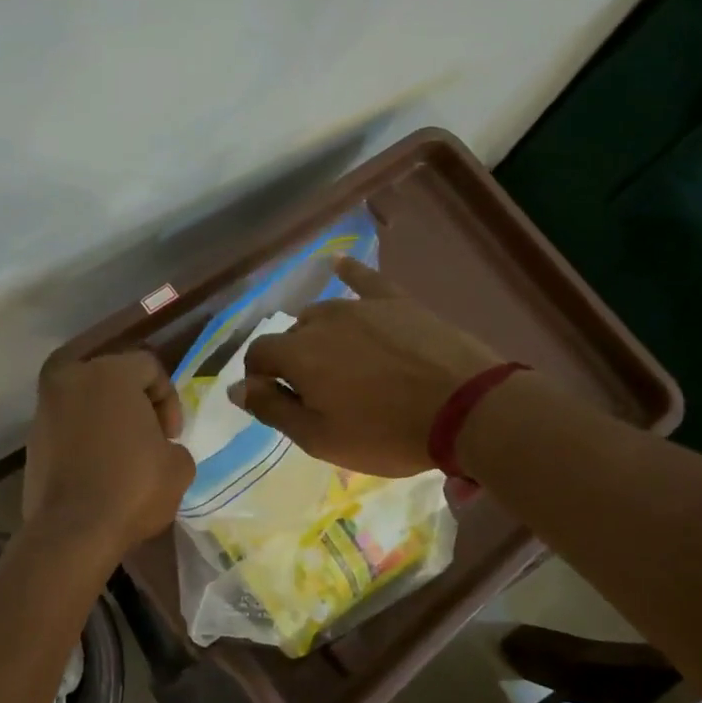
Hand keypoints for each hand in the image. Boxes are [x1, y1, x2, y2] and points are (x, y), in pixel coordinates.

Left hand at [24, 350, 195, 553]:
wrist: (72, 531)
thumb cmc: (132, 488)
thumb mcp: (179, 465)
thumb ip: (171, 443)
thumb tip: (158, 447)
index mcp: (109, 373)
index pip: (149, 366)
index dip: (168, 399)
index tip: (171, 436)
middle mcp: (71, 378)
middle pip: (113, 376)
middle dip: (135, 401)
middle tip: (149, 436)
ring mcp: (45, 407)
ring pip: (86, 398)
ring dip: (107, 417)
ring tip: (123, 453)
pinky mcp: (32, 437)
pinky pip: (68, 424)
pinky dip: (85, 435)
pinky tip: (99, 466)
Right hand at [229, 259, 503, 476]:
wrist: (465, 408)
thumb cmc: (386, 433)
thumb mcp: (320, 438)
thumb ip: (273, 409)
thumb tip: (236, 388)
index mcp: (297, 355)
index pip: (258, 355)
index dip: (259, 379)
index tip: (276, 400)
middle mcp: (321, 320)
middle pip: (291, 334)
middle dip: (292, 360)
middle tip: (317, 392)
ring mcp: (361, 305)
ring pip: (323, 313)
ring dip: (319, 334)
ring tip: (338, 359)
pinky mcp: (396, 301)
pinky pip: (365, 279)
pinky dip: (349, 273)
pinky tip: (340, 265)